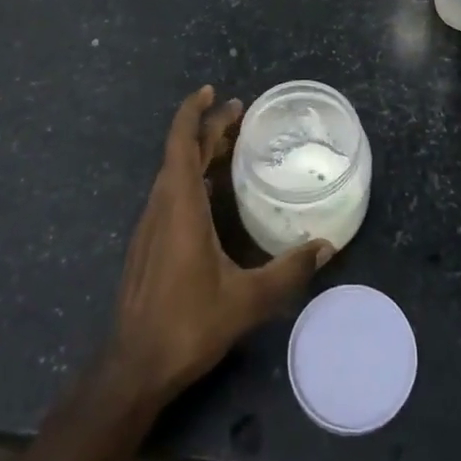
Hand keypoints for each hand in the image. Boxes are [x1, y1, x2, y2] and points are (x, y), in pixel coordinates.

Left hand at [108, 85, 331, 404]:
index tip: (213, 92)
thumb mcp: (247, 300)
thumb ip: (288, 271)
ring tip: (230, 145)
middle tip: (239, 113)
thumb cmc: (188, 325)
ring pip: (173, 173)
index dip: (193, 112)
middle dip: (207, 128)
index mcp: (180, 206)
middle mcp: (161, 207)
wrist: (134, 368)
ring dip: (198, 152)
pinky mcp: (147, 244)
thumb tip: (327, 247)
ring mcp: (150, 226)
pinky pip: (170, 193)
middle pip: (180, 152)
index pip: (180, 142)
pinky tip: (212, 191)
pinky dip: (191, 176)